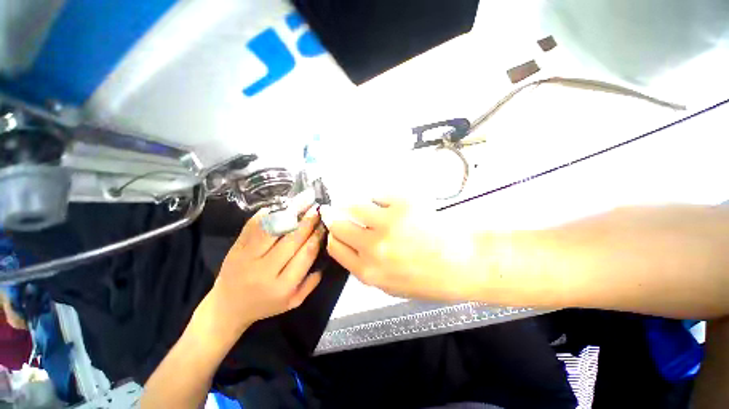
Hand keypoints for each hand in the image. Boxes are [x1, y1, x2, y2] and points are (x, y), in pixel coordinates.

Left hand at [211, 204, 324, 332]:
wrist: (227, 308)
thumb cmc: (265, 305)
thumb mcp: (294, 302)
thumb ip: (312, 283)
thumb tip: (324, 257)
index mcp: (283, 286)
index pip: (306, 254)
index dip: (317, 236)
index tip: (324, 224)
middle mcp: (265, 271)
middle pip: (292, 240)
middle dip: (307, 222)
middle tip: (317, 209)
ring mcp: (247, 258)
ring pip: (272, 230)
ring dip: (290, 214)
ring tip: (303, 202)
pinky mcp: (236, 248)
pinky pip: (253, 227)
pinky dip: (267, 214)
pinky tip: (280, 207)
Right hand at [321, 197, 478, 300]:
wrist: (464, 263)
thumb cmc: (429, 278)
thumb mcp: (391, 285)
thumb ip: (366, 267)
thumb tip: (350, 245)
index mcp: (368, 272)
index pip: (335, 247)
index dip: (335, 236)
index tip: (339, 230)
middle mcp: (372, 248)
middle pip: (339, 225)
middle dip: (341, 220)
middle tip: (349, 216)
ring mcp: (387, 224)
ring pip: (354, 206)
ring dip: (358, 206)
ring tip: (370, 208)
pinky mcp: (402, 204)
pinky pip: (378, 195)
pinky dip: (381, 199)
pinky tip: (391, 206)